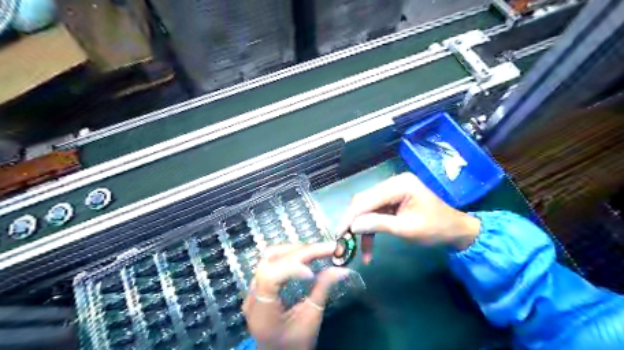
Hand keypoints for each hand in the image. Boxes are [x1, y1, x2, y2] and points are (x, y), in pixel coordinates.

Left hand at [244, 244, 349, 349]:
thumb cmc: (295, 345)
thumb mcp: (311, 320)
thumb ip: (323, 290)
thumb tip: (342, 269)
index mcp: (262, 311)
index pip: (269, 276)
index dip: (291, 268)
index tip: (313, 272)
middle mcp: (253, 295)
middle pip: (271, 259)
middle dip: (300, 252)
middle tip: (326, 249)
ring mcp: (253, 289)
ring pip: (270, 256)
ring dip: (295, 249)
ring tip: (317, 250)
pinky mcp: (260, 285)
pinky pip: (272, 261)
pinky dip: (290, 255)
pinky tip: (305, 256)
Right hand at [339, 171, 478, 263]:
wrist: (457, 232)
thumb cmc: (437, 229)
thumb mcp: (407, 229)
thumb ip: (378, 224)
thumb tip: (352, 226)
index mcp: (399, 185)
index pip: (367, 199)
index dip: (350, 216)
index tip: (338, 232)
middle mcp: (393, 183)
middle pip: (364, 202)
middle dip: (353, 222)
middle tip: (343, 240)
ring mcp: (393, 191)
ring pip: (367, 209)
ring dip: (361, 228)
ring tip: (356, 248)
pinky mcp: (393, 201)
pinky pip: (376, 213)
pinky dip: (371, 229)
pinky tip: (368, 247)